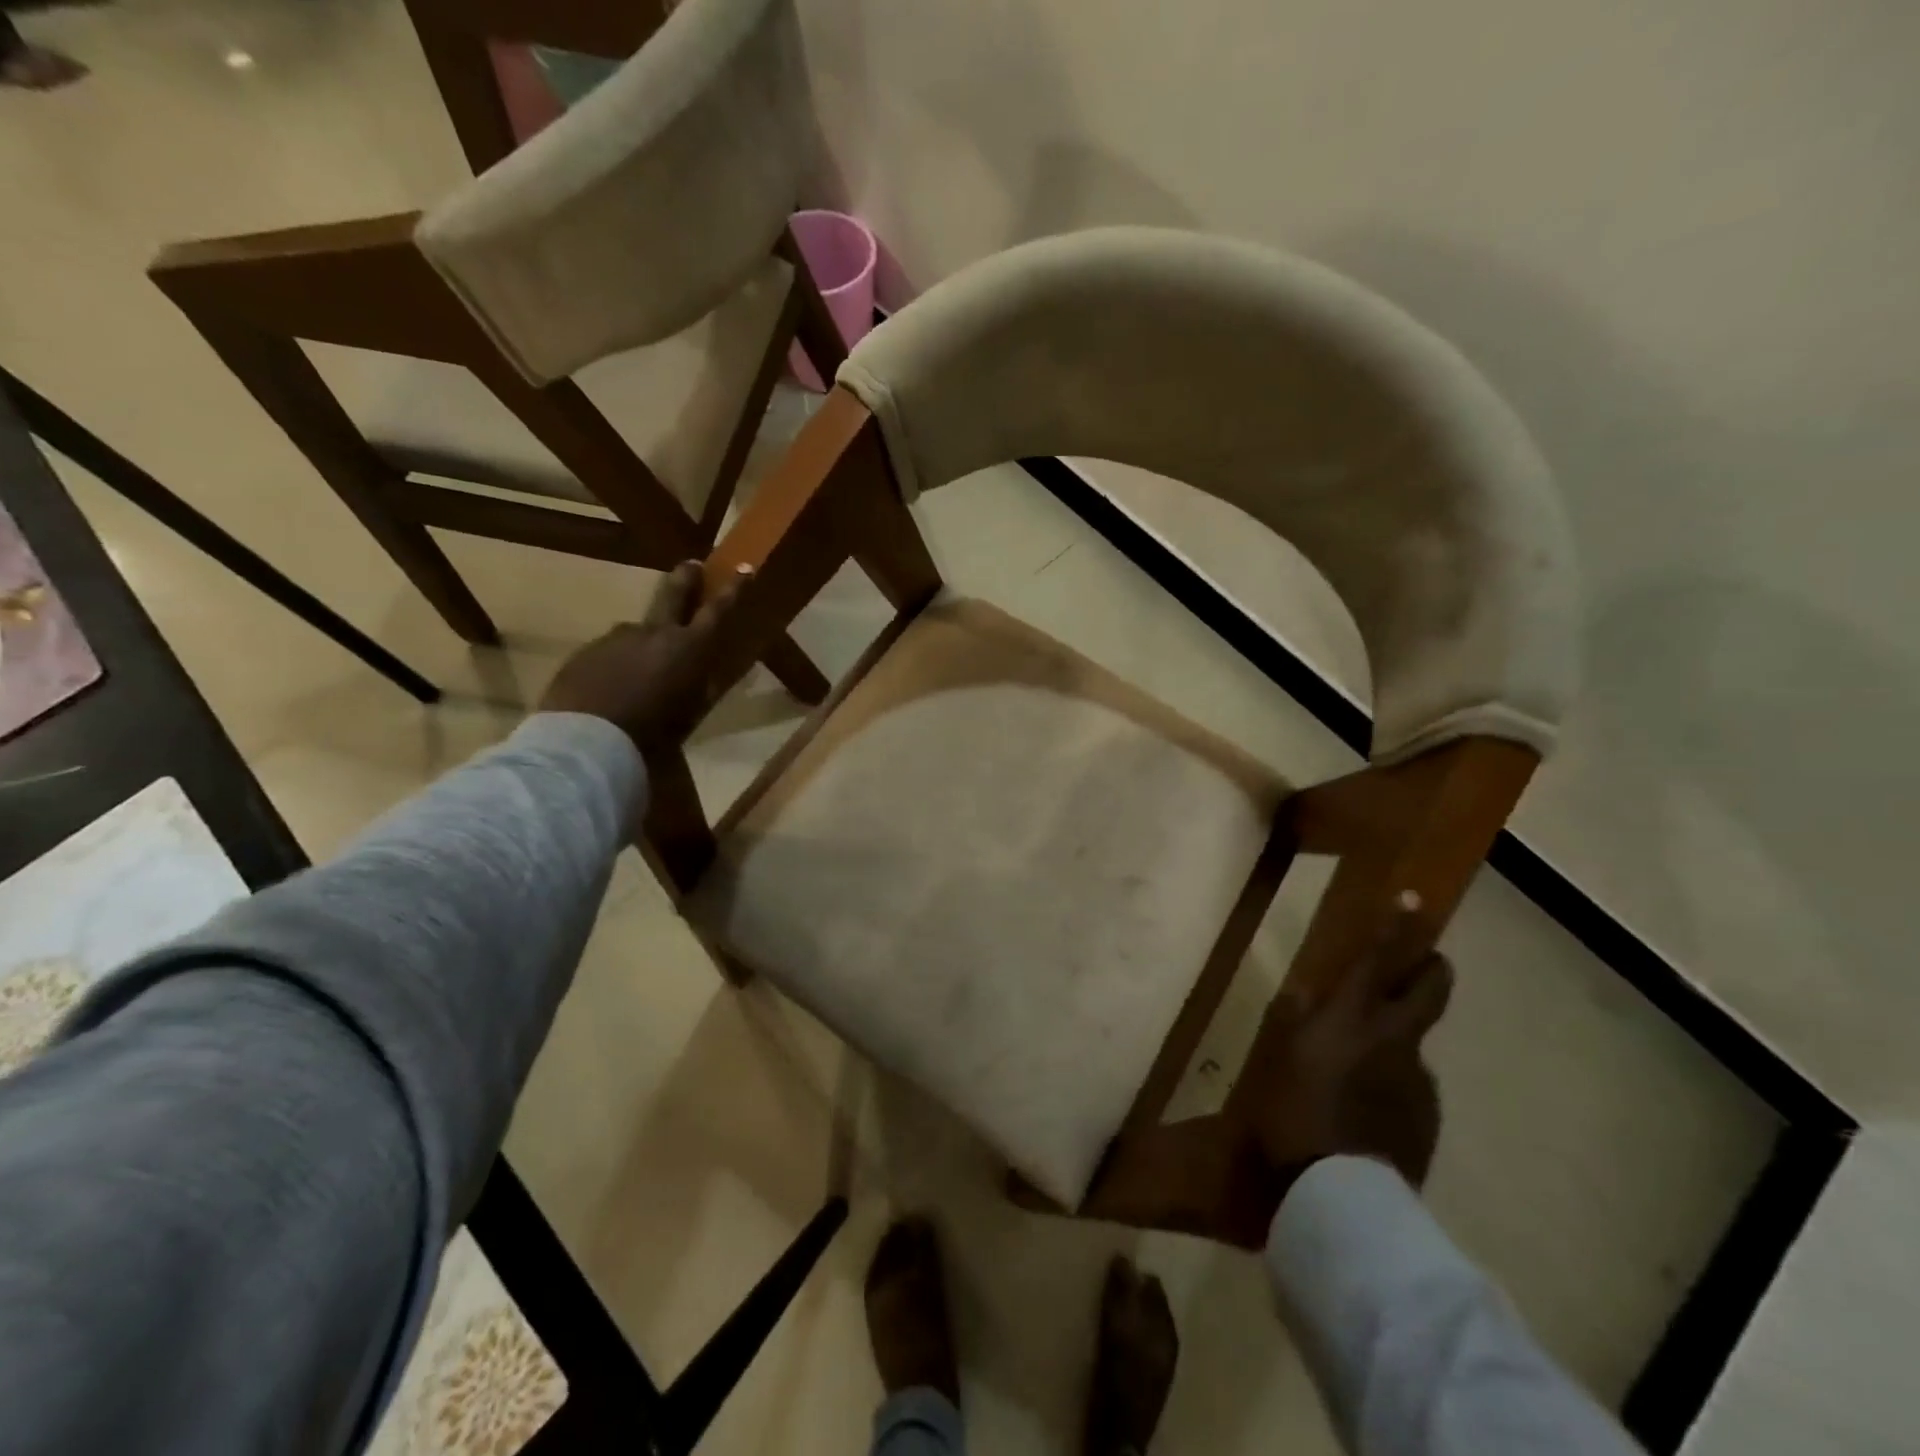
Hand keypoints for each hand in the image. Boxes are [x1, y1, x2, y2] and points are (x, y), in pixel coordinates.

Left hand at [538, 561, 747, 754]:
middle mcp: (653, 633)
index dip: (733, 590)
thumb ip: (697, 692)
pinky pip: (609, 652)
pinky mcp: (585, 652)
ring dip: (644, 643)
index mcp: (687, 649)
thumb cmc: (651, 737)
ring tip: (640, 672)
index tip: (744, 569)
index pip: (717, 611)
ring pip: (636, 631)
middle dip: (685, 578)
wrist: (585, 743)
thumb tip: (701, 680)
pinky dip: (616, 664)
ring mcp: (615, 639)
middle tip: (690, 567)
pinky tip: (611, 689)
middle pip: (672, 594)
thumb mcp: (688, 718)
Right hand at [1245, 904, 1451, 1196]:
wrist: (1341, 1195)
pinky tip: (1366, 1108)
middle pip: (1429, 991)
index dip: (1396, 928)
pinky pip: (1410, 1085)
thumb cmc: (1293, 1112)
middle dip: (1430, 969)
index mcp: (1353, 1019)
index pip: (1380, 961)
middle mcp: (1395, 1040)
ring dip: (1397, 1040)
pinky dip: (1393, 1082)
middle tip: (1425, 962)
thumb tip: (1306, 991)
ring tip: (1361, 1067)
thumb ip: (1296, 1019)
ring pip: (1414, 1043)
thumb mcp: (1279, 1057)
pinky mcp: (1426, 1117)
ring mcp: (1417, 1080)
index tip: (1412, 899)